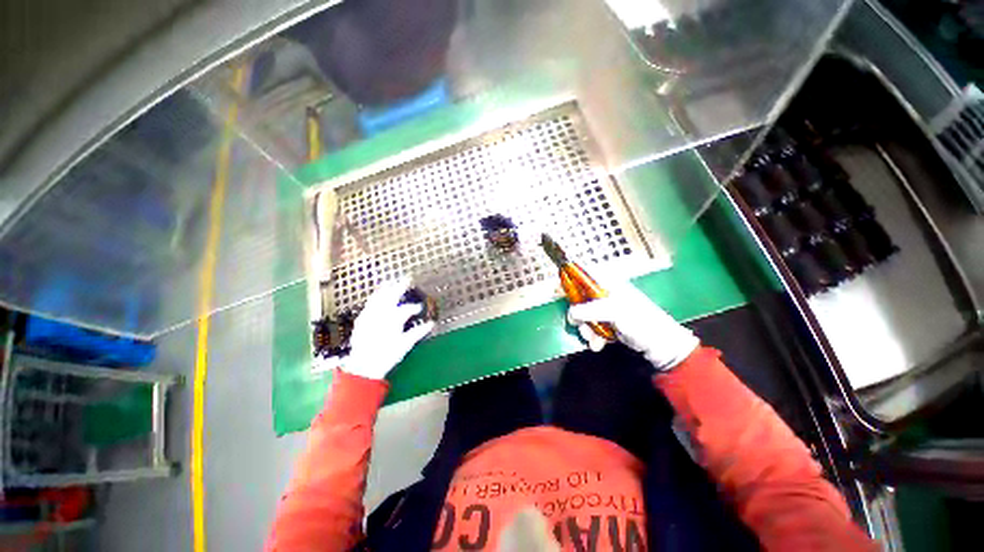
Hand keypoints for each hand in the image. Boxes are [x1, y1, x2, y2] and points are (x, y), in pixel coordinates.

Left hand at [342, 277, 435, 379]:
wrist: (362, 366)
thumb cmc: (386, 356)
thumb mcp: (405, 345)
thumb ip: (418, 332)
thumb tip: (431, 324)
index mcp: (393, 320)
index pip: (407, 309)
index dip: (414, 307)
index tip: (420, 307)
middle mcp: (381, 314)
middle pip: (391, 296)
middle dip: (400, 286)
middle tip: (407, 279)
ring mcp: (370, 316)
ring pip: (378, 297)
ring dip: (386, 288)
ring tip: (391, 282)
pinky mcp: (361, 319)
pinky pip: (369, 304)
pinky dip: (375, 297)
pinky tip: (377, 296)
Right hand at [567, 274, 698, 371]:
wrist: (661, 345)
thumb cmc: (641, 322)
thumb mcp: (615, 312)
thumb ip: (591, 310)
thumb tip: (571, 312)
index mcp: (608, 283)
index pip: (584, 274)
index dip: (571, 279)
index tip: (561, 291)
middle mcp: (605, 293)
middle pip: (580, 297)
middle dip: (578, 314)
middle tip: (579, 325)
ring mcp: (606, 309)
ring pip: (584, 314)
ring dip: (585, 329)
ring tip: (592, 340)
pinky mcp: (608, 322)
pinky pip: (592, 326)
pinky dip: (592, 336)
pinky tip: (598, 344)